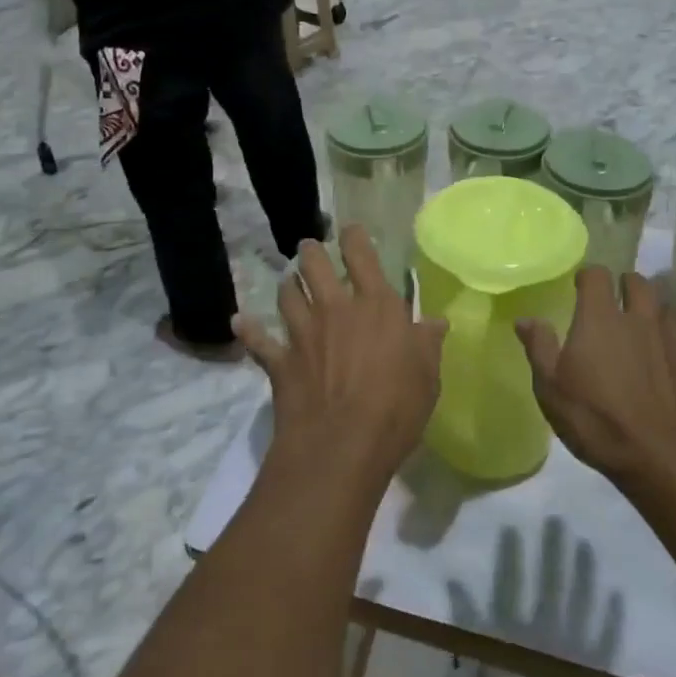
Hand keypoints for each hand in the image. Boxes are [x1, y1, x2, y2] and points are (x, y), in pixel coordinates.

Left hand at [238, 225, 445, 486]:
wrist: (341, 447)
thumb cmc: (395, 407)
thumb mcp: (427, 375)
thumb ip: (428, 343)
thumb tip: (436, 321)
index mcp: (375, 305)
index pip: (362, 256)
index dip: (354, 237)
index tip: (350, 229)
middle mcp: (335, 309)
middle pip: (315, 266)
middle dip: (311, 251)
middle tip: (309, 247)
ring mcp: (303, 333)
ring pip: (288, 295)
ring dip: (288, 284)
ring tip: (289, 280)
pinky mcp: (281, 361)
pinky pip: (258, 340)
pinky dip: (248, 329)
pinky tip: (239, 321)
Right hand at [516, 269, 675, 487]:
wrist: (665, 459)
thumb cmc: (597, 420)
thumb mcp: (552, 389)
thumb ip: (539, 348)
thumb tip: (526, 319)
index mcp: (601, 318)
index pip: (597, 275)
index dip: (588, 277)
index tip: (580, 288)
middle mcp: (639, 319)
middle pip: (639, 282)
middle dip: (627, 285)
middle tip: (615, 301)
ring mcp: (672, 342)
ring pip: (665, 309)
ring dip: (653, 312)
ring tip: (642, 329)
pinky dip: (673, 348)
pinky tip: (666, 367)